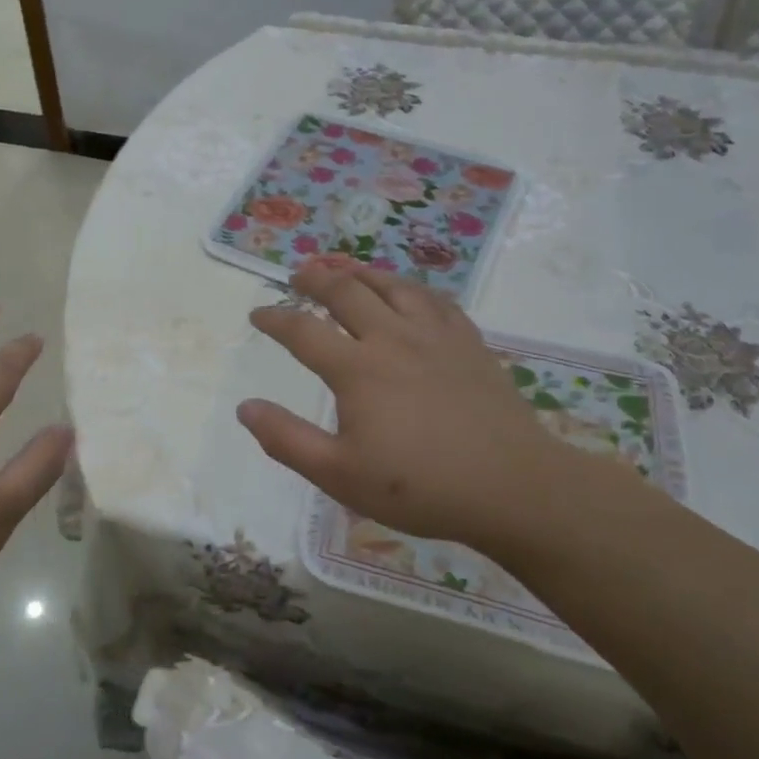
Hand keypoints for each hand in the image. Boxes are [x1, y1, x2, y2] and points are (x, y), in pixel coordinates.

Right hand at [238, 265, 601, 560]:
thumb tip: (245, 407)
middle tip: (298, 276)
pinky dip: (409, 288)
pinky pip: (434, 299)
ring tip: (344, 270)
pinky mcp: (469, 342)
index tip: (258, 314)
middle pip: (346, 291)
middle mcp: (392, 338)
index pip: (302, 330)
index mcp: (357, 369)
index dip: (275, 319)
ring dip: (360, 272)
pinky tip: (406, 293)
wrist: (513, 488)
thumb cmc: (420, 486)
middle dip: (315, 279)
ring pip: (391, 285)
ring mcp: (435, 336)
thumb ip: (287, 440)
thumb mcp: (340, 475)